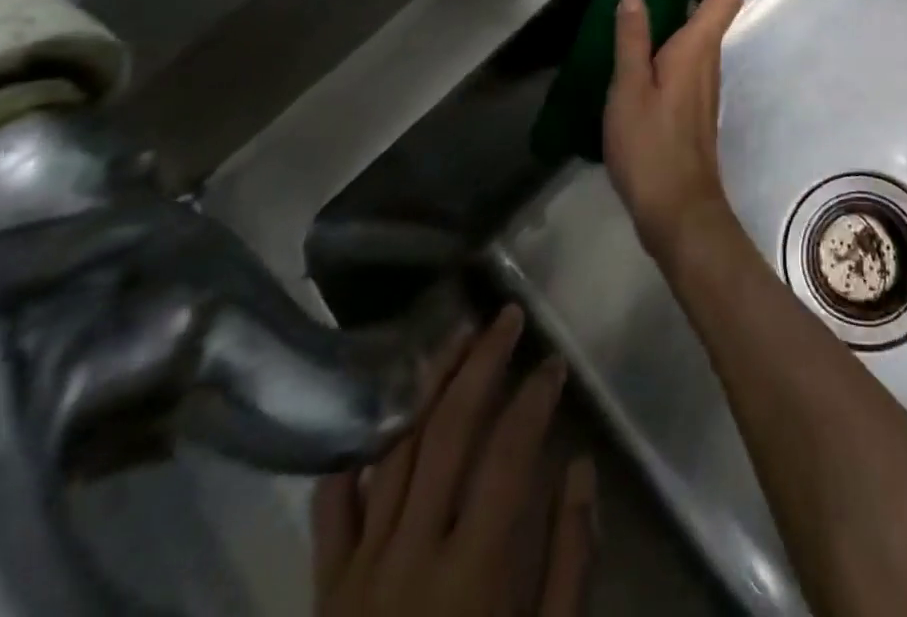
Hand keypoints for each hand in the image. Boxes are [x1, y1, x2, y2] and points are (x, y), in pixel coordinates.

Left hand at [312, 306, 593, 616]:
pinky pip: (332, 510)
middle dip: (480, 364)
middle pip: (446, 432)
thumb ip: (567, 561)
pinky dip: (354, 458)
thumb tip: (580, 468)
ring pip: (393, 452)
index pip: (509, 455)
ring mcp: (359, 570)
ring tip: (455, 336)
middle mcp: (409, 556)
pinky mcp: (326, 591)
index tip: (556, 364)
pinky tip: (375, 419)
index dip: (535, 399)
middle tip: (506, 316)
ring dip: (427, 386)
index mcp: (470, 573)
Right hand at [603, 0, 745, 259]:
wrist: (678, 209)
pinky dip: (666, 49)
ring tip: (630, 22)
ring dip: (672, 21)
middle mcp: (709, 62)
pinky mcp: (694, 107)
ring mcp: (704, 87)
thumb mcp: (630, 87)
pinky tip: (632, 64)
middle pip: (712, 13)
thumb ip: (632, 39)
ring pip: (697, 39)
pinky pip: (686, 62)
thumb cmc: (651, 145)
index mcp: (698, 49)